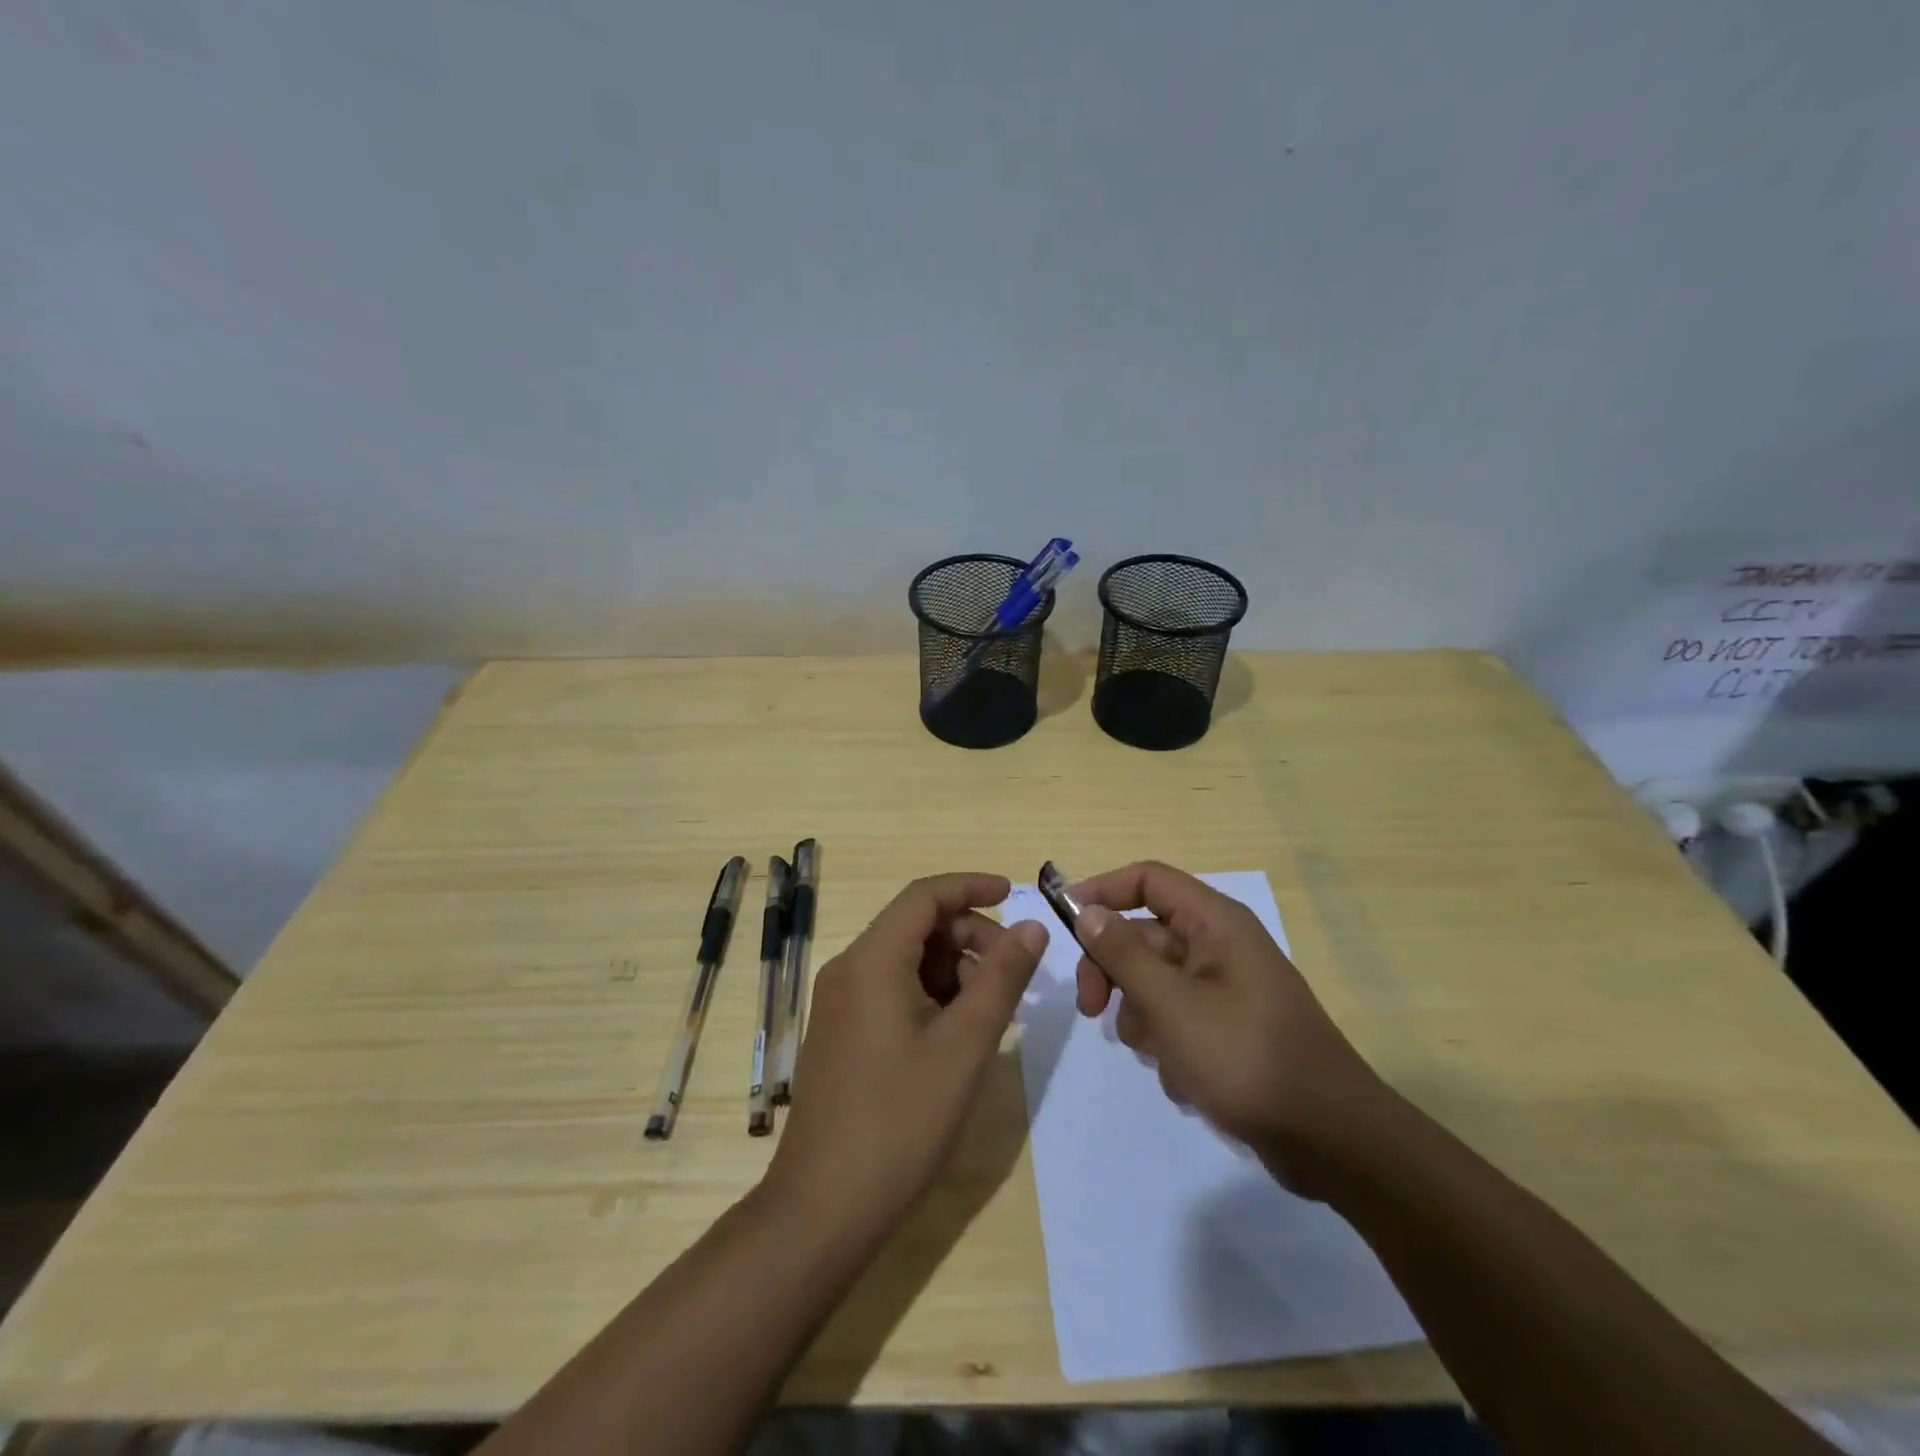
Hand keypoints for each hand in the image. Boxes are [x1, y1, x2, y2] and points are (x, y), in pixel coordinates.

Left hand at [764, 873, 1047, 1241]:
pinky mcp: (841, 1031)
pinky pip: (891, 988)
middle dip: (969, 936)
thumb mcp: (965, 1045)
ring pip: (906, 959)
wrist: (824, 1207)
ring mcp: (840, 1002)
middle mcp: (848, 968)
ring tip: (993, 1009)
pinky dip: (930, 993)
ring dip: (953, 968)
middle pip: (915, 925)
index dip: (971, 887)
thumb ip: (1002, 978)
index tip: (1014, 895)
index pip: (924, 895)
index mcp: (871, 960)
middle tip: (1013, 972)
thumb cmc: (901, 1120)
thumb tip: (1032, 926)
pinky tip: (959, 1031)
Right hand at [1071, 861, 1392, 1194]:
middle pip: (1143, 935)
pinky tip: (1187, 1079)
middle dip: (1112, 970)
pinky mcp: (1228, 1028)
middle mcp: (1220, 946)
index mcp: (1215, 923)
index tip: (1063, 920)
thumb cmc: (1246, 1059)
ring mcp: (1225, 989)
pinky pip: (1177, 1018)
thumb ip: (1122, 954)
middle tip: (1089, 1008)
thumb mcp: (1171, 1005)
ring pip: (1154, 982)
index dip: (1102, 890)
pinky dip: (1169, 1044)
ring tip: (1161, 1054)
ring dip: (1142, 1016)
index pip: (1147, 880)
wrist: (1331, 1141)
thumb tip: (1087, 911)